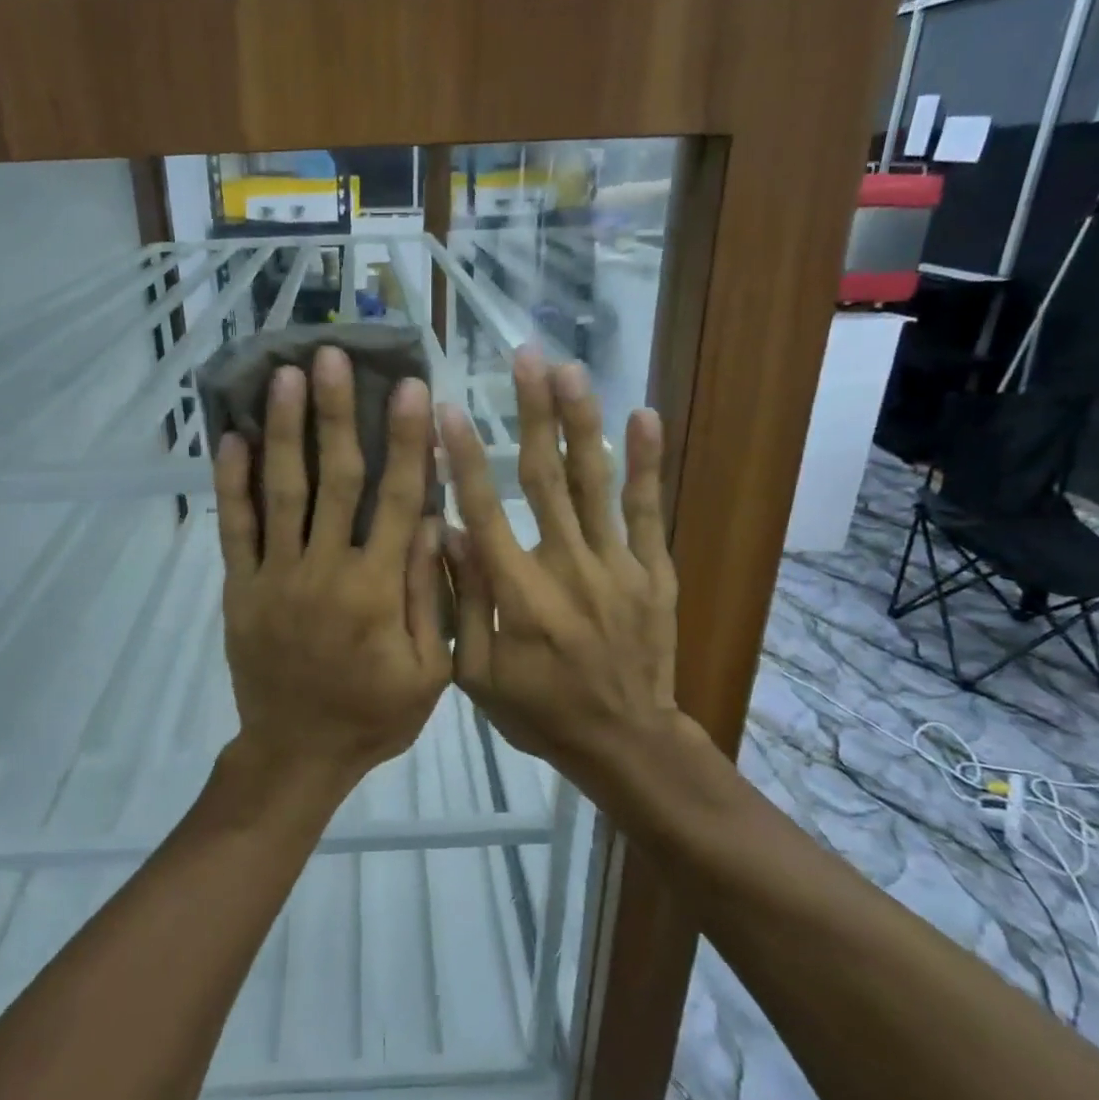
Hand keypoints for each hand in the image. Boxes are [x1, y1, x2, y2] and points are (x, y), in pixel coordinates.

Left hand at [214, 346, 449, 782]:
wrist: (296, 755)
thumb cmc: (373, 715)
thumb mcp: (430, 670)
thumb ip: (431, 594)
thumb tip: (435, 520)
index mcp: (377, 590)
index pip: (396, 500)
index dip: (406, 441)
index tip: (411, 388)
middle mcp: (324, 571)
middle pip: (334, 480)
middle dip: (335, 414)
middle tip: (330, 356)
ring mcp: (275, 577)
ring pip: (280, 492)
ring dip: (283, 430)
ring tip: (282, 376)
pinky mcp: (240, 589)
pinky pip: (234, 530)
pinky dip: (232, 484)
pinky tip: (231, 438)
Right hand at [437, 349, 680, 785]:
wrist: (625, 741)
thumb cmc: (540, 711)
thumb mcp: (478, 675)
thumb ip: (462, 604)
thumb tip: (446, 534)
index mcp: (518, 592)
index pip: (484, 510)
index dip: (463, 458)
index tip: (448, 411)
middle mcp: (567, 565)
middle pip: (544, 478)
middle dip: (532, 414)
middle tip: (525, 358)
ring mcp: (616, 564)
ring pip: (593, 482)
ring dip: (581, 422)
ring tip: (571, 370)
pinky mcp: (652, 570)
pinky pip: (647, 510)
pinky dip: (645, 463)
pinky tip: (643, 416)